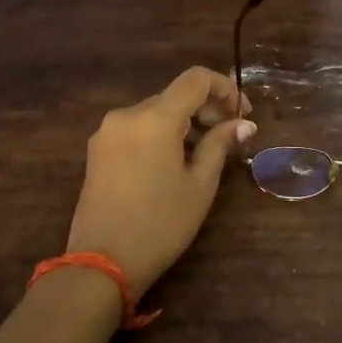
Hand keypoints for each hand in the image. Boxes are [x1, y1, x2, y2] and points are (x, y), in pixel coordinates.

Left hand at [66, 67, 255, 297]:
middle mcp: (127, 114)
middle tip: (230, 136)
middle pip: (175, 95)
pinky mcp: (98, 150)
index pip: (196, 79)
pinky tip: (174, 162)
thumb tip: (243, 123)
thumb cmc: (161, 224)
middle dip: (206, 109)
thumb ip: (220, 144)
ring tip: (204, 154)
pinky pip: (137, 129)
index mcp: (155, 117)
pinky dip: (161, 134)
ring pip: (155, 112)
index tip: (242, 115)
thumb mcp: (200, 185)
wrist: (102, 263)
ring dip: (184, 123)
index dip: (225, 88)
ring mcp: (107, 132)